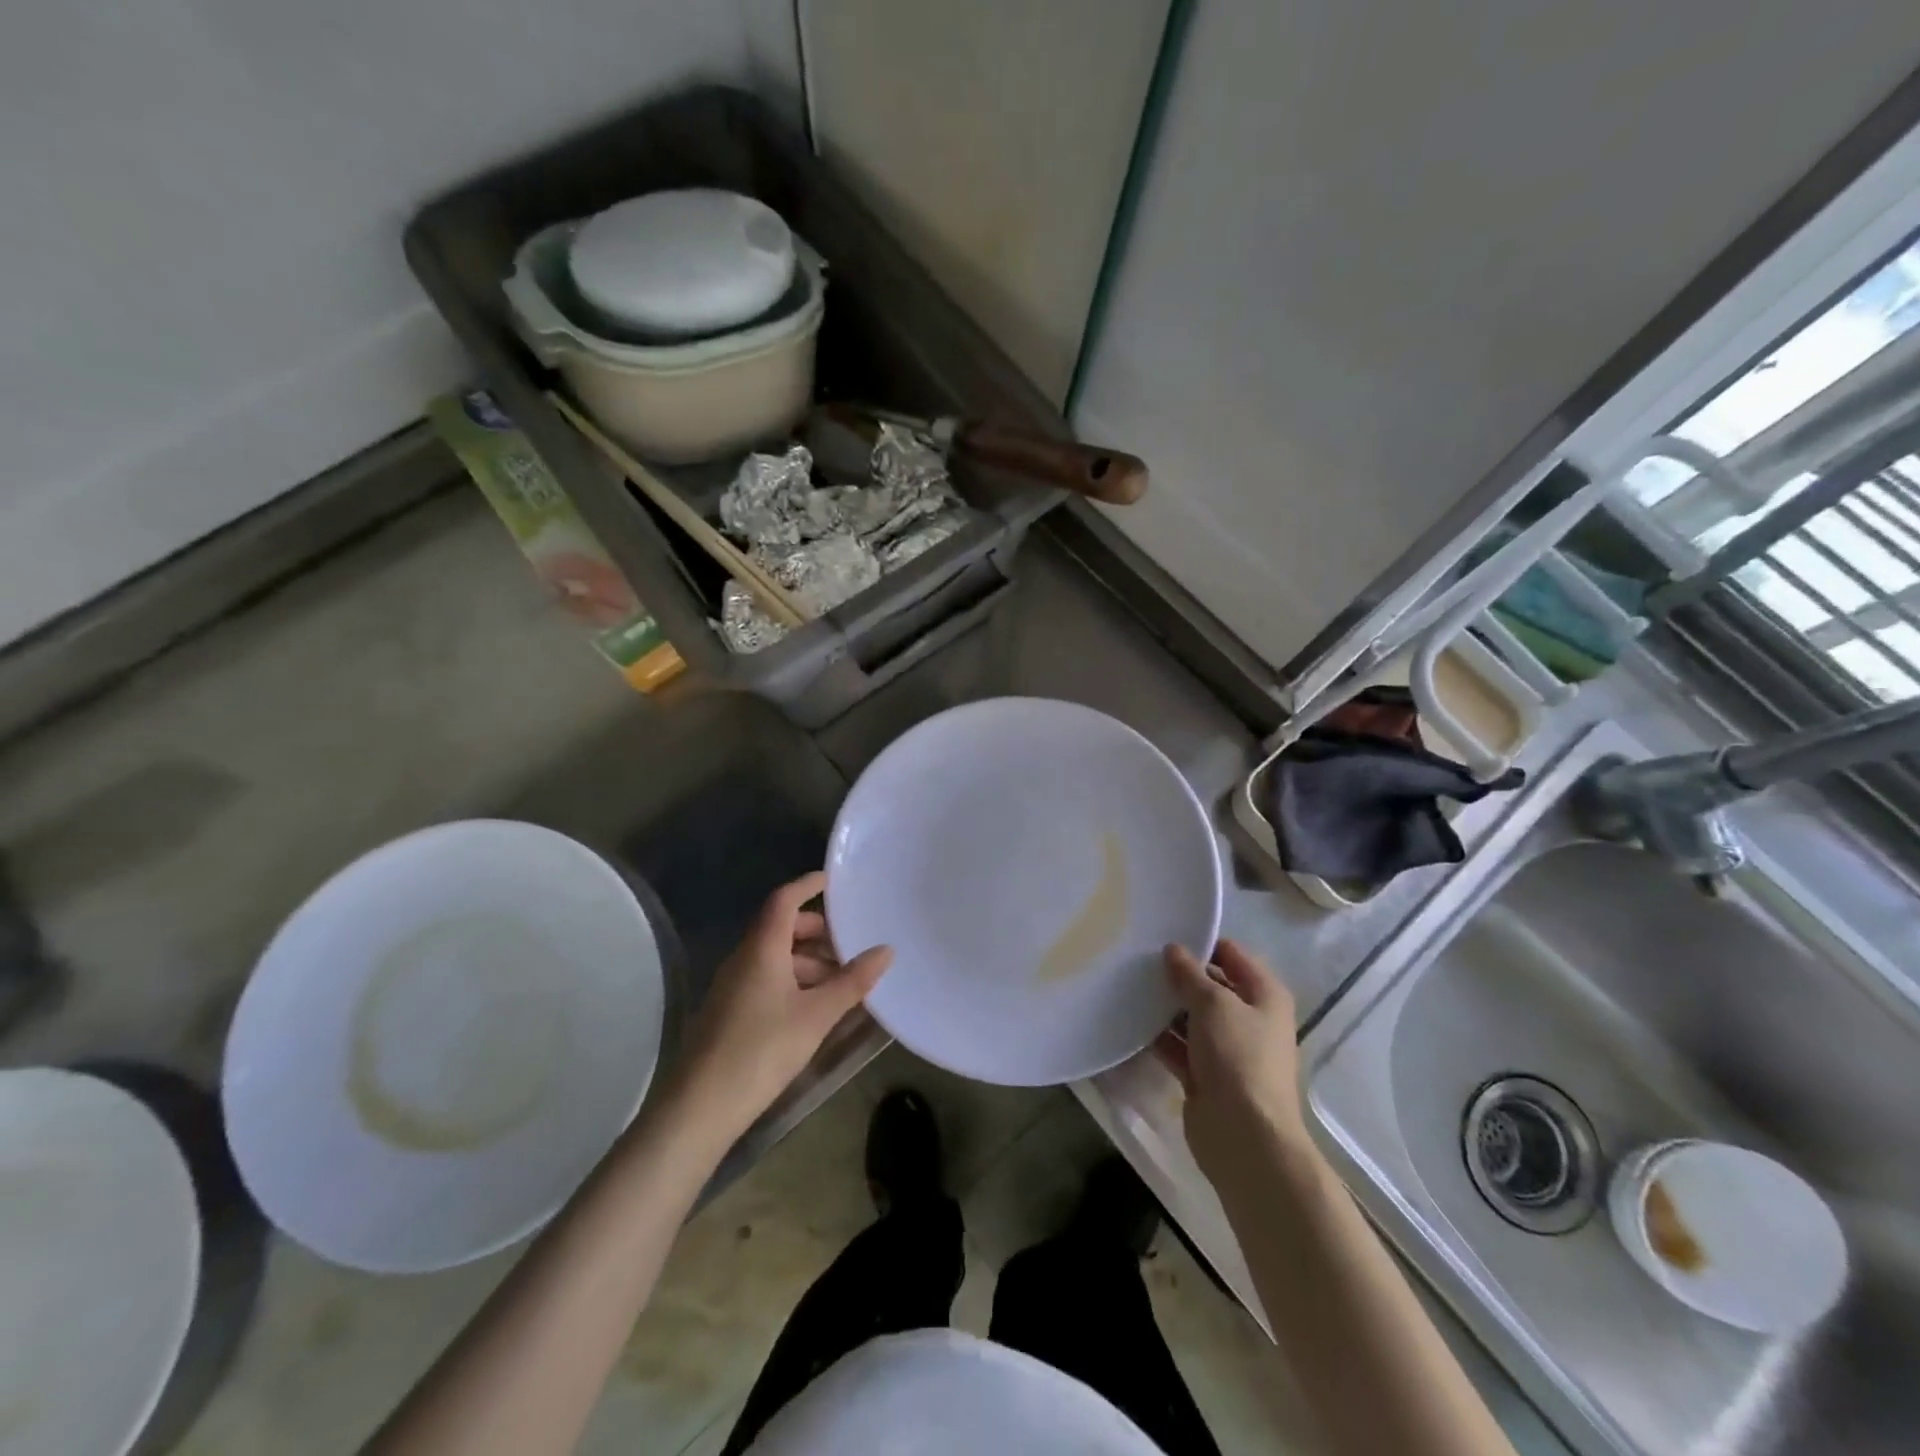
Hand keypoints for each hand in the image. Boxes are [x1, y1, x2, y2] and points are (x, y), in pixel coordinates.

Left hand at [670, 872, 892, 1140]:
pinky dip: (794, 981)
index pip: (784, 900)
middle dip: (816, 931)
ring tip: (841, 984)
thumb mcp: (817, 1015)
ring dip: (808, 961)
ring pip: (775, 957)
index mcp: (762, 948)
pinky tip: (815, 1008)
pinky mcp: (729, 1011)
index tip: (833, 880)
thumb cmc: (762, 1050)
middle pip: (781, 928)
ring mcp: (733, 986)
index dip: (807, 885)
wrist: (700, 1107)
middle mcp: (744, 958)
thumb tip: (886, 950)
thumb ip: (852, 982)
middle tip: (849, 945)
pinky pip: (766, 979)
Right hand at [1155, 940, 1307, 1190]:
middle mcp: (1250, 1019)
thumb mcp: (1214, 1004)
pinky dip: (1160, 1036)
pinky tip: (1131, 1021)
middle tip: (1139, 958)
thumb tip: (1174, 950)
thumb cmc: (1238, 1058)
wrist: (1245, 1137)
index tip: (1165, 936)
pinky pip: (1179, 1046)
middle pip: (1211, 986)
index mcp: (1265, 995)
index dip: (1202, 943)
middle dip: (1179, 975)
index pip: (1232, 954)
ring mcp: (1227, 1050)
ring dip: (1166, 1006)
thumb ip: (1190, 975)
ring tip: (1129, 985)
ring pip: (1192, 1017)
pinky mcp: (1206, 1075)